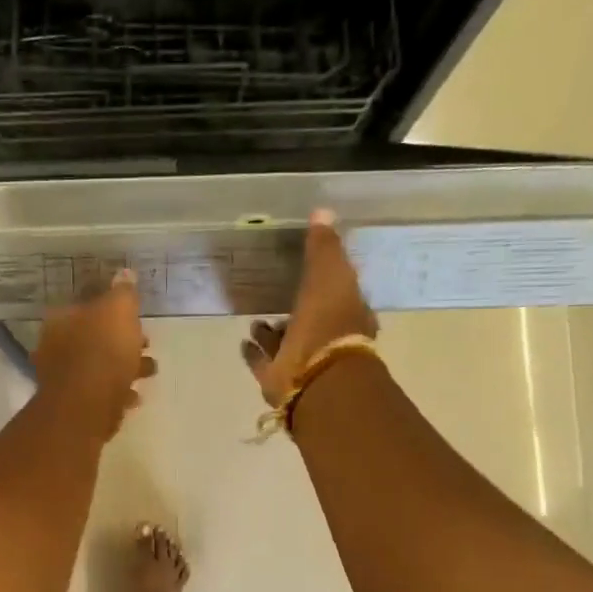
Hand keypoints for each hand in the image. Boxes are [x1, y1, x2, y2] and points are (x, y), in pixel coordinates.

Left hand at [31, 269, 155, 439]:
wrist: (87, 405)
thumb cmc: (103, 350)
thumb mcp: (119, 310)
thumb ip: (123, 292)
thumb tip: (124, 274)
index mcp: (61, 318)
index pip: (87, 304)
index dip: (113, 308)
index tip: (136, 316)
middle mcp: (55, 345)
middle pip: (93, 337)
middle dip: (122, 340)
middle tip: (146, 343)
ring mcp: (62, 377)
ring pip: (98, 365)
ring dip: (125, 367)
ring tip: (149, 371)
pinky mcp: (74, 405)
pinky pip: (99, 392)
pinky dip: (118, 392)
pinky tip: (134, 396)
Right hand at [242, 209, 376, 406]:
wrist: (317, 378)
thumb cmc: (329, 323)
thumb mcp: (329, 275)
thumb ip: (324, 247)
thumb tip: (322, 212)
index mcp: (348, 314)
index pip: (339, 295)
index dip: (327, 283)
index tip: (310, 271)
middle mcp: (328, 339)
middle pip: (311, 321)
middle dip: (296, 310)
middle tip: (276, 296)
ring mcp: (303, 362)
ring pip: (286, 343)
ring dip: (272, 333)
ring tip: (255, 320)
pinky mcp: (280, 379)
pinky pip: (264, 363)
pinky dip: (254, 353)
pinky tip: (244, 342)